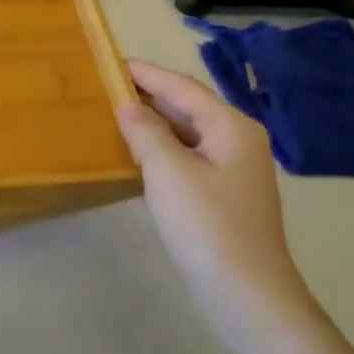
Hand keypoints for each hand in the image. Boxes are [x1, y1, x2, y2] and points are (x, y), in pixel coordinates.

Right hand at [117, 60, 311, 335]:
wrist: (246, 291)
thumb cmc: (206, 223)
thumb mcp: (168, 170)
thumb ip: (145, 132)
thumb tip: (129, 107)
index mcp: (231, 126)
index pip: (182, 87)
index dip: (147, 74)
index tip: (112, 62)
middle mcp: (238, 140)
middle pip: (188, 107)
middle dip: (150, 96)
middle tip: (107, 88)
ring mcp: (234, 170)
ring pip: (188, 134)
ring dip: (154, 124)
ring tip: (115, 116)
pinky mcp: (224, 195)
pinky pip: (188, 157)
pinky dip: (162, 150)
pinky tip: (138, 157)